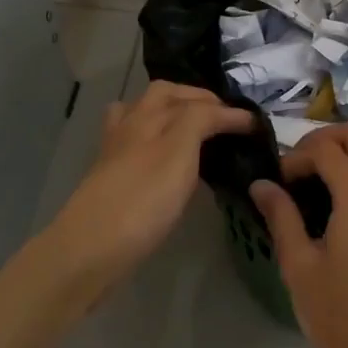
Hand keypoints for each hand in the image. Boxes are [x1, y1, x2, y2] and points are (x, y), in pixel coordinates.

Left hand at [36, 80, 254, 298]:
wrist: (90, 249)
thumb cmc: (141, 199)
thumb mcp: (178, 151)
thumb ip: (201, 120)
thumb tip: (225, 110)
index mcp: (148, 115)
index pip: (195, 100)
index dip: (227, 109)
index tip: (257, 126)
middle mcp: (130, 126)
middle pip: (162, 97)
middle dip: (195, 99)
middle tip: (225, 119)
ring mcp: (117, 153)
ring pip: (144, 118)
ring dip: (171, 114)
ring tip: (197, 131)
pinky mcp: (112, 179)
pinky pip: (137, 145)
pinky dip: (157, 141)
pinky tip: (169, 162)